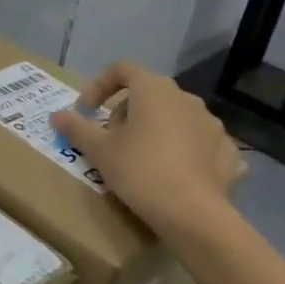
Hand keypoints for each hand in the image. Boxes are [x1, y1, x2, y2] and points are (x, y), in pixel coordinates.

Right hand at [50, 62, 244, 237]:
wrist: (193, 214)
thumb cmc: (139, 170)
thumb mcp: (98, 150)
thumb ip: (76, 127)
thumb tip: (56, 115)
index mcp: (154, 89)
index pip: (121, 70)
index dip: (98, 86)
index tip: (86, 112)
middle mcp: (186, 98)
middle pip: (148, 94)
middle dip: (126, 113)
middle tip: (111, 141)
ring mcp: (212, 124)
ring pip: (175, 118)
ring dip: (156, 131)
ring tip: (142, 159)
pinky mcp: (228, 152)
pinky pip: (198, 144)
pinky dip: (183, 152)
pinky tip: (174, 175)